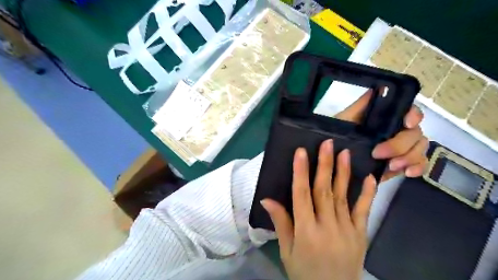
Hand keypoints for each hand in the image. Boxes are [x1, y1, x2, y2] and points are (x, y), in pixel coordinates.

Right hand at [262, 140, 375, 279]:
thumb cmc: (304, 272)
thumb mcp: (287, 250)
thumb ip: (280, 222)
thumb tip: (266, 198)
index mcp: (306, 231)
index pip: (302, 195)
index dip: (301, 172)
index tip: (302, 152)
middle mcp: (327, 227)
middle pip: (324, 191)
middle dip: (324, 165)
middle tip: (327, 144)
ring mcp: (347, 230)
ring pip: (343, 196)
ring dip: (343, 173)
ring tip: (345, 153)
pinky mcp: (360, 234)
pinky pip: (363, 211)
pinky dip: (367, 194)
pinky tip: (370, 178)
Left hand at [335, 91, 427, 179]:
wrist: (333, 157)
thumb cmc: (337, 134)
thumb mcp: (345, 119)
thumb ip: (361, 105)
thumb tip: (379, 88)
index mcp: (384, 118)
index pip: (408, 111)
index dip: (413, 115)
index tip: (407, 123)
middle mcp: (396, 130)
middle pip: (415, 133)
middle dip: (400, 144)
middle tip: (378, 153)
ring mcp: (400, 148)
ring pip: (419, 148)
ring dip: (409, 157)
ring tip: (392, 166)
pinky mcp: (400, 163)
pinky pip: (418, 164)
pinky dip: (417, 168)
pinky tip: (407, 172)